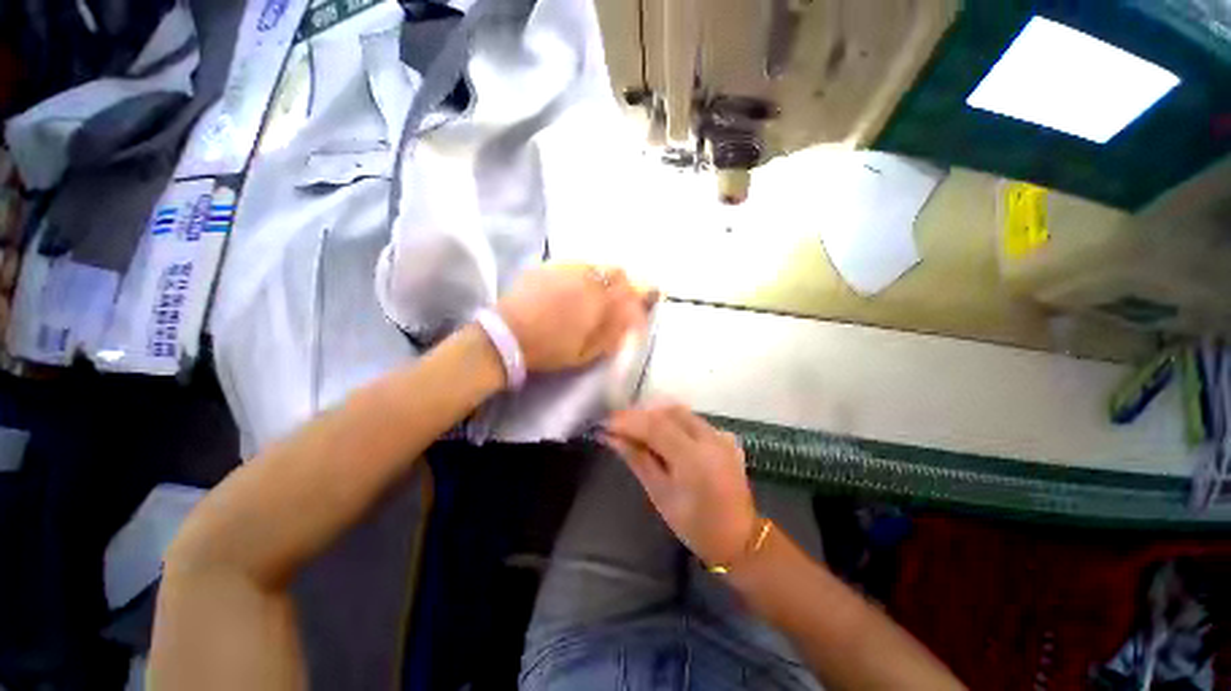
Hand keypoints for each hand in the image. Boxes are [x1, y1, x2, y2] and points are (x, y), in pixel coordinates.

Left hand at [497, 263, 653, 372]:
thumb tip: (629, 323)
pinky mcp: (548, 268)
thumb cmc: (548, 349)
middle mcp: (586, 280)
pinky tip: (571, 289)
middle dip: (624, 285)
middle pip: (617, 272)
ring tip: (595, 294)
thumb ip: (611, 335)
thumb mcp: (584, 353)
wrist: (506, 336)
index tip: (636, 315)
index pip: (631, 295)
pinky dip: (581, 276)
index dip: (638, 304)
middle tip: (619, 300)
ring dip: (603, 278)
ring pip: (595, 266)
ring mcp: (566, 270)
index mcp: (598, 303)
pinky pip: (573, 266)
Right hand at [603, 402, 756, 567]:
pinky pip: (693, 420)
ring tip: (635, 428)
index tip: (606, 423)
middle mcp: (709, 438)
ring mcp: (720, 435)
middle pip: (668, 412)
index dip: (628, 420)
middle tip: (618, 425)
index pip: (655, 425)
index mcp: (693, 457)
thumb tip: (612, 438)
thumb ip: (638, 459)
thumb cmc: (695, 525)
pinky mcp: (723, 437)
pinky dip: (672, 421)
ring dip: (656, 415)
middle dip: (640, 414)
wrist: (739, 538)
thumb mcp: (660, 494)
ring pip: (681, 412)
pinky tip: (661, 433)